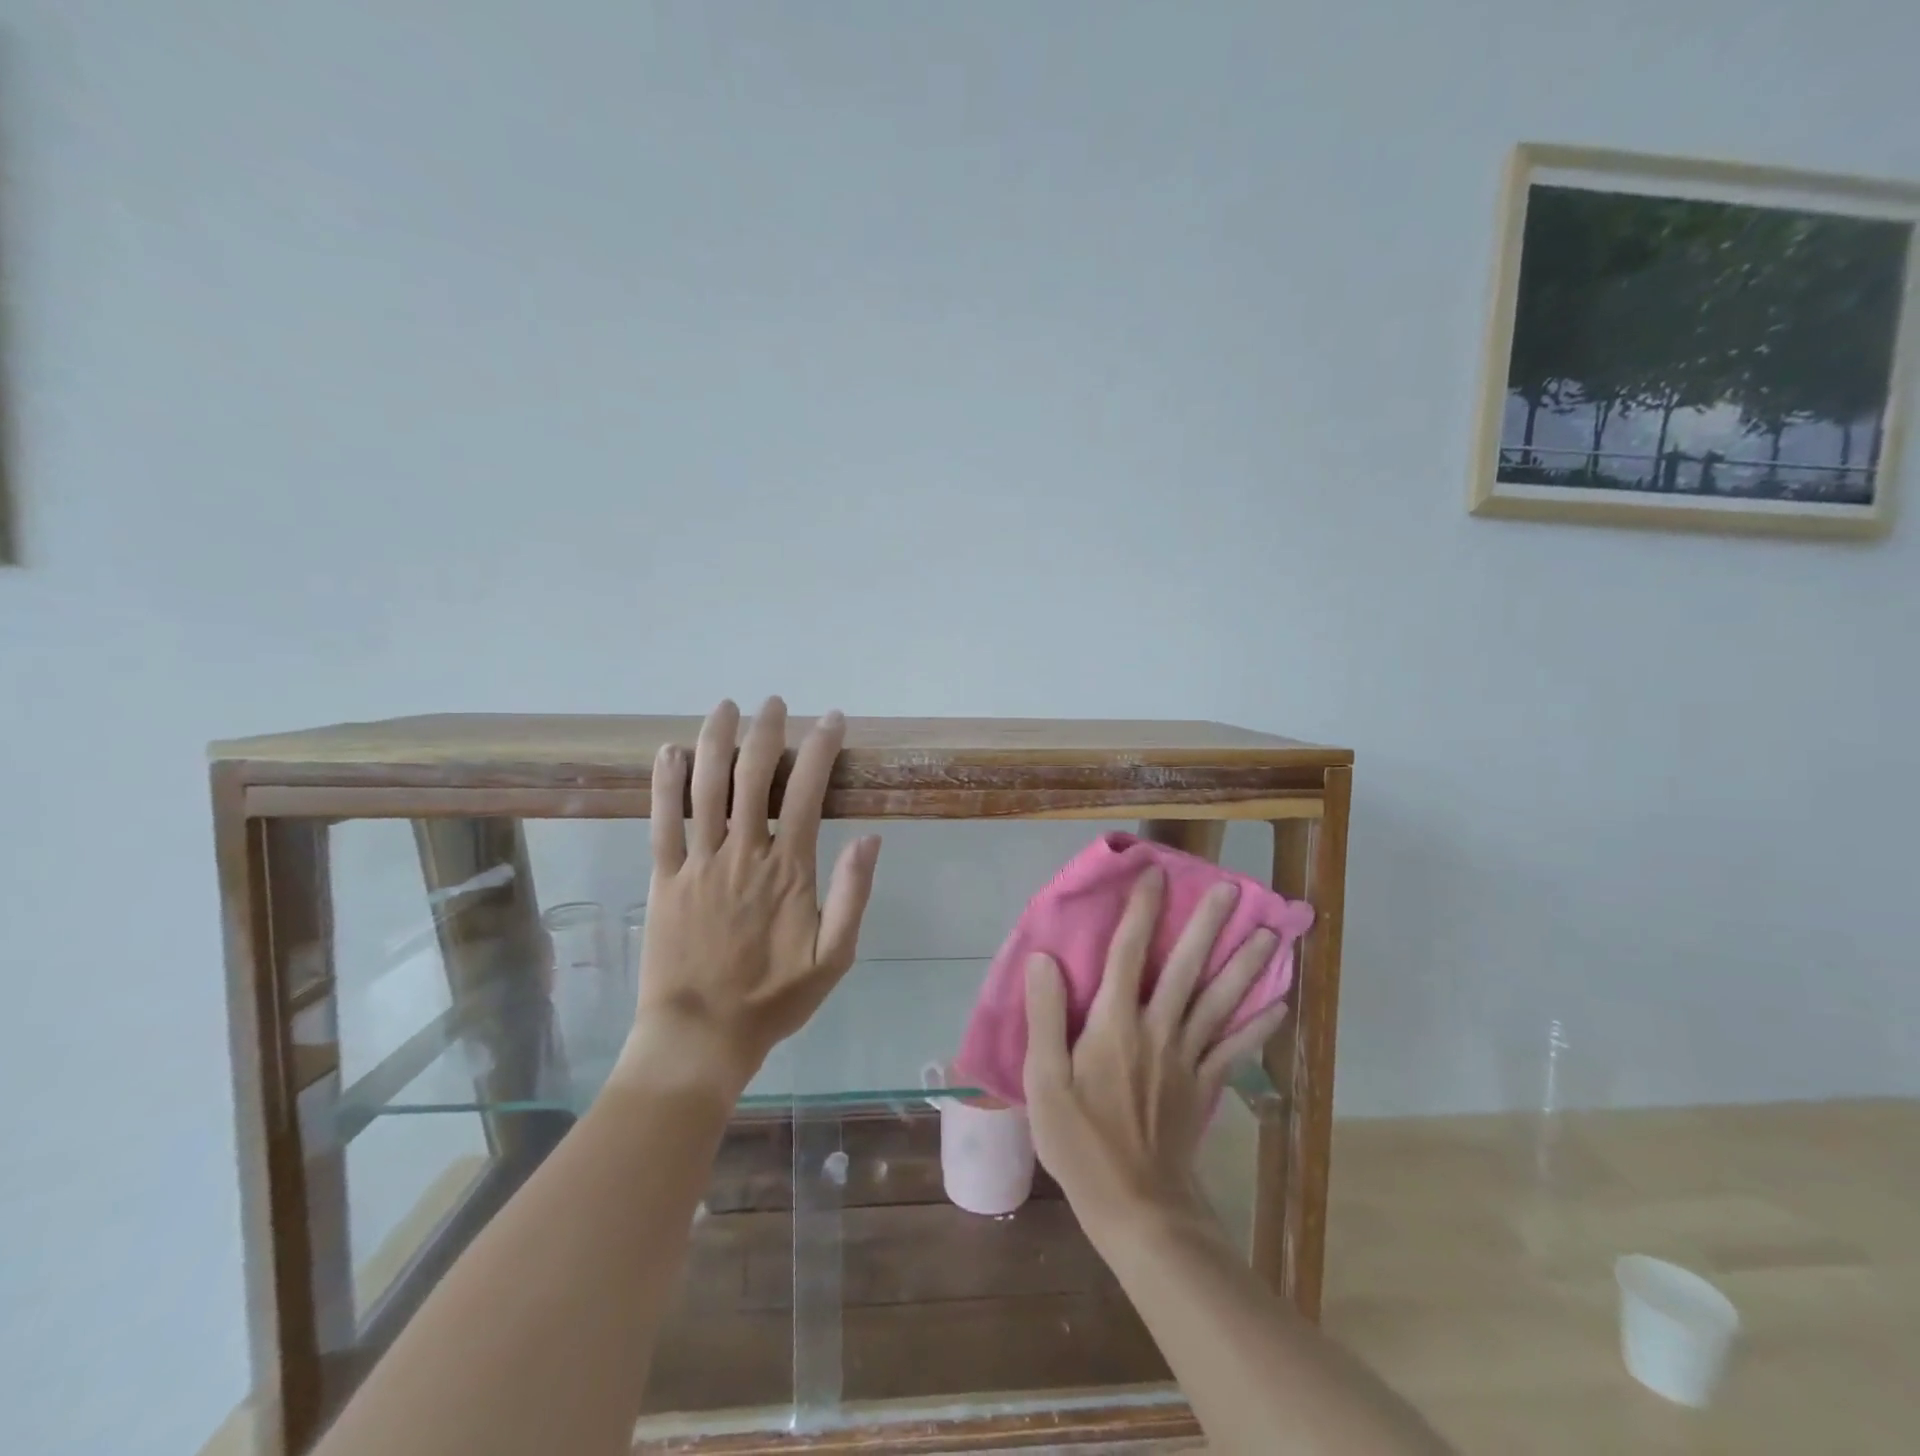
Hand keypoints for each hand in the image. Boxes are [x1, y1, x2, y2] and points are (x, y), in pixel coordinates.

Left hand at [617, 697, 881, 1099]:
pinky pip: (660, 822)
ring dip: (715, 741)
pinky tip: (668, 752)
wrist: (702, 1036)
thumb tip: (871, 838)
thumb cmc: (774, 998)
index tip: (833, 720)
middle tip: (773, 703)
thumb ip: (854, 895)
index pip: (809, 792)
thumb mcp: (835, 956)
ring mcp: (698, 863)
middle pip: (753, 776)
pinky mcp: (663, 878)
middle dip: (766, 732)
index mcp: (789, 869)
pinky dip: (664, 784)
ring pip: (705, 788)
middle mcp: (743, 853)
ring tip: (725, 707)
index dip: (822, 749)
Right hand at [1022, 865, 1289, 1242]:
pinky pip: (1235, 1050)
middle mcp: (1157, 1030)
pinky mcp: (1204, 1087)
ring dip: (1244, 966)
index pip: (1127, 953)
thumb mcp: (1044, 1081)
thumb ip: (1045, 1016)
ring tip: (1268, 933)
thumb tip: (1044, 957)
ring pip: (1219, 1002)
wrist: (1135, 1207)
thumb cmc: (1080, 1142)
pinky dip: (1258, 1027)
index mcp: (1114, 1024)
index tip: (1156, 874)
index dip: (1142, 911)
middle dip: (1207, 926)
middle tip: (1232, 889)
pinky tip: (1280, 1005)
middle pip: (1185, 968)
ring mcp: (1186, 1058)